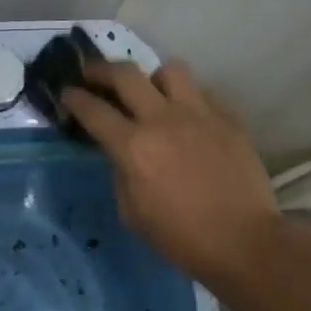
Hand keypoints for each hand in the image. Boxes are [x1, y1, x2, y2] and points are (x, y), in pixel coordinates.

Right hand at [62, 59, 279, 286]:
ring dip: (154, 79)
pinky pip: (203, 93)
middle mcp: (163, 119)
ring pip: (169, 70)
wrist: (244, 241)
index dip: (74, 97)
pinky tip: (190, 119)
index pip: (93, 109)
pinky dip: (190, 101)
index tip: (67, 91)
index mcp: (134, 146)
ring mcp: (199, 113)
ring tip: (153, 93)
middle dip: (102, 69)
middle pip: (125, 73)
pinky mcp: (228, 117)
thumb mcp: (133, 213)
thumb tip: (122, 153)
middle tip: (94, 74)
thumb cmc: (182, 237)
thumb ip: (121, 173)